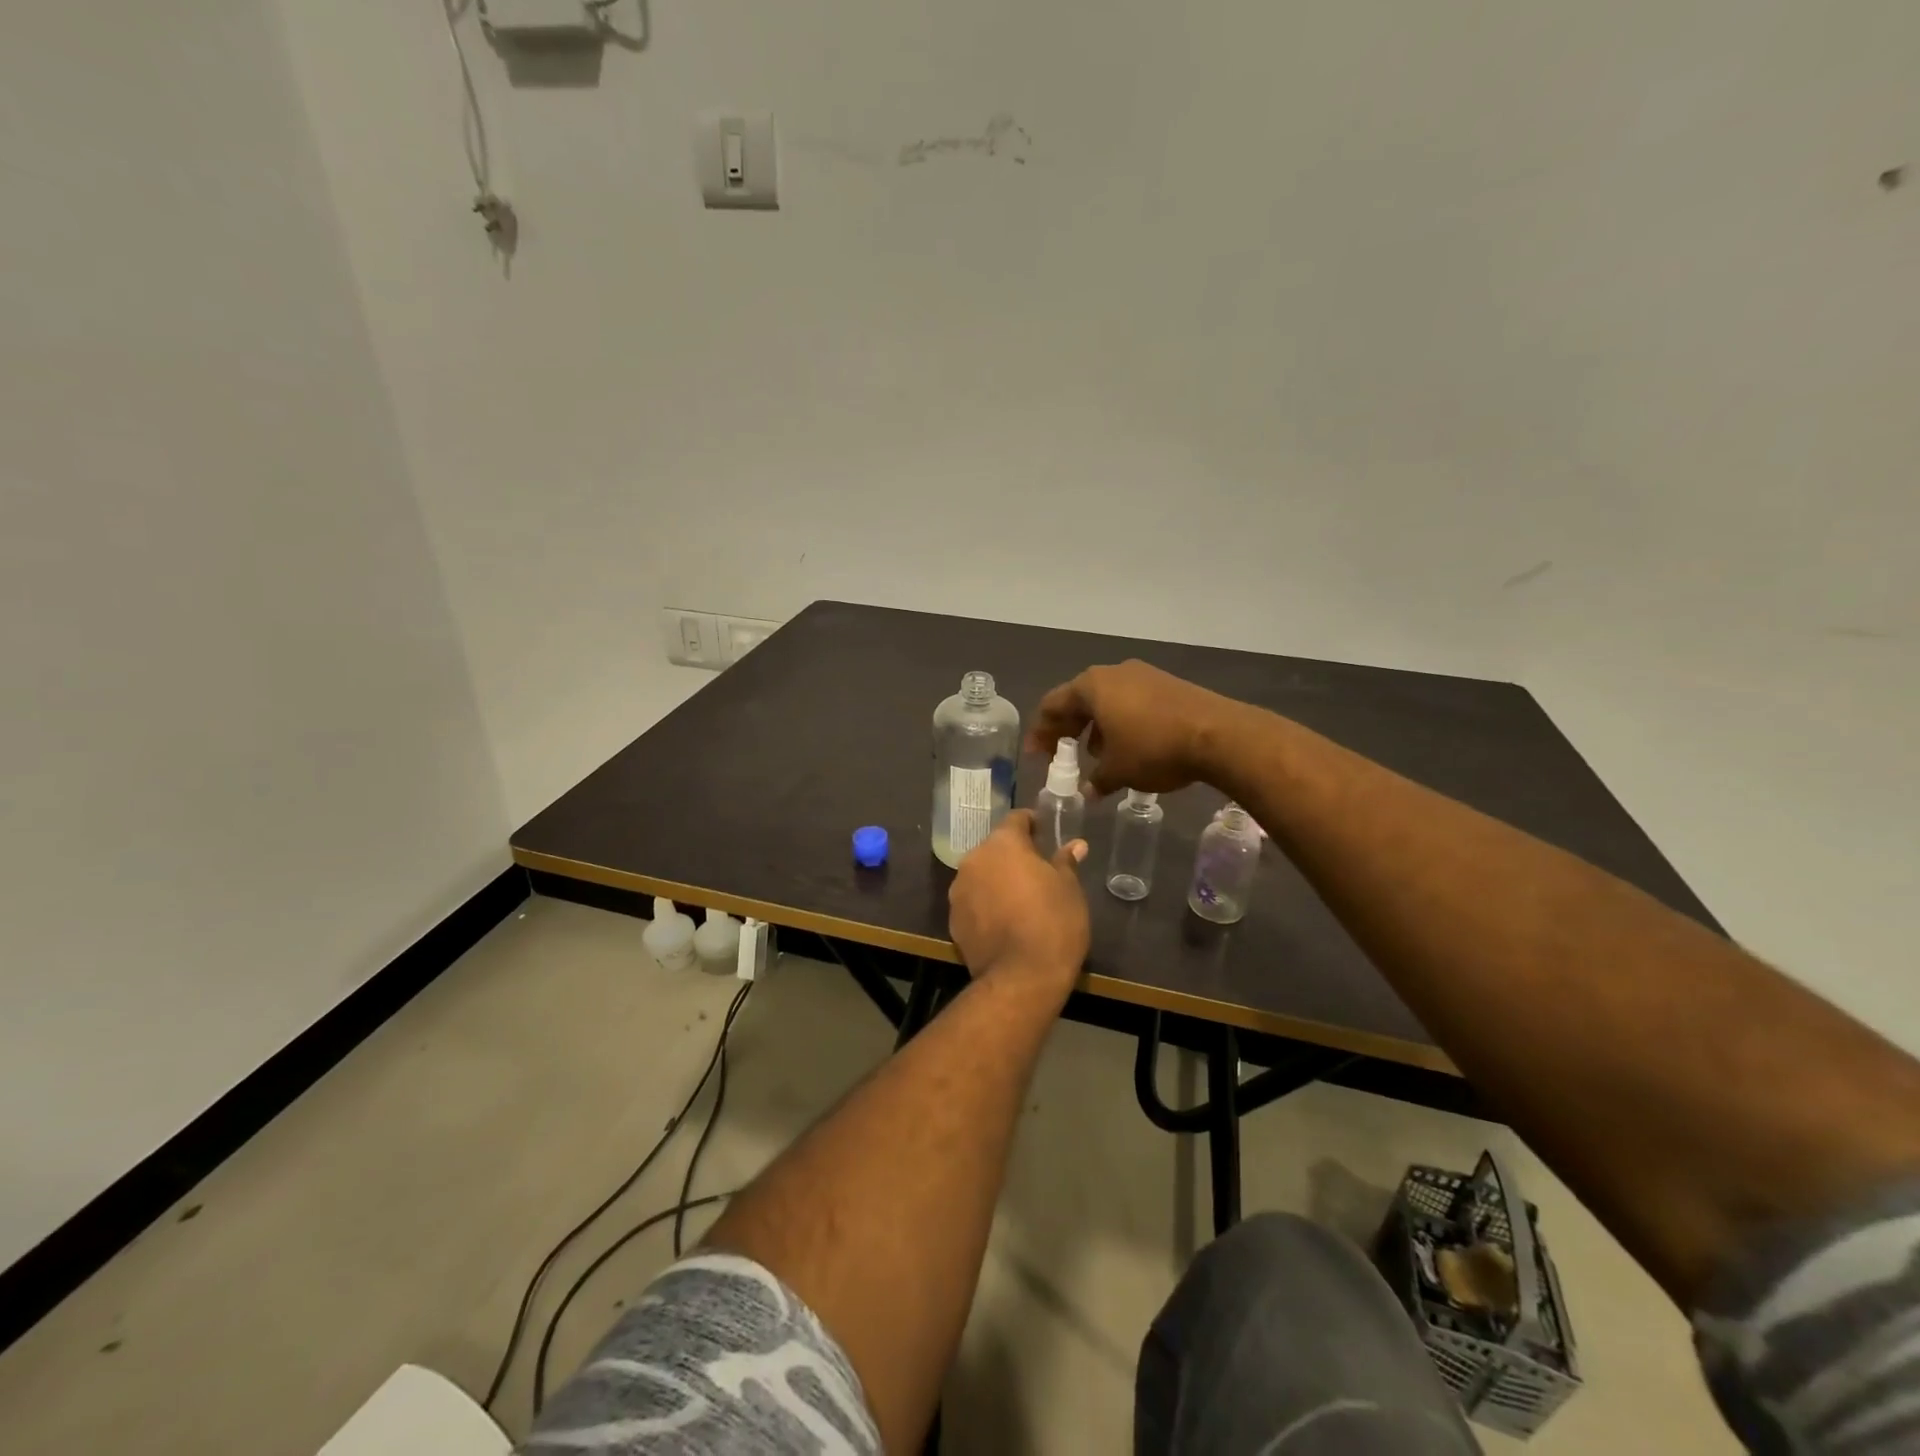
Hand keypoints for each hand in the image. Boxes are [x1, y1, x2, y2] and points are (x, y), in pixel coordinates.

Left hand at [948, 810, 1089, 993]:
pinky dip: (986, 904)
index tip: (1045, 833)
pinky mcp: (953, 920)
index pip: (1016, 819)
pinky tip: (1004, 922)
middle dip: (1013, 855)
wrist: (1021, 978)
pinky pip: (973, 901)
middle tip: (1037, 870)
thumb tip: (1075, 845)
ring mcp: (958, 890)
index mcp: (1002, 844)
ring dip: (997, 879)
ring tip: (1020, 899)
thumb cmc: (1053, 923)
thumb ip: (1065, 862)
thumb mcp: (1069, 889)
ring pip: (981, 874)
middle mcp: (974, 860)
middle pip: (995, 848)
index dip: (1032, 824)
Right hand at [1026, 660, 1235, 798]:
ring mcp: (1144, 675)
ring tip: (1094, 755)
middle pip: (1079, 700)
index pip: (1053, 705)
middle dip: (1067, 728)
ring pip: (1107, 701)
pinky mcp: (1168, 685)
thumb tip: (1088, 791)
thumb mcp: (1118, 771)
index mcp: (1092, 686)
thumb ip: (1096, 779)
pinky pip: (1131, 702)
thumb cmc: (1154, 749)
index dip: (1041, 732)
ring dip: (1095, 727)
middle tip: (1060, 753)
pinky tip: (1128, 747)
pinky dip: (1120, 723)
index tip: (1036, 755)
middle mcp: (1114, 673)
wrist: (1218, 735)